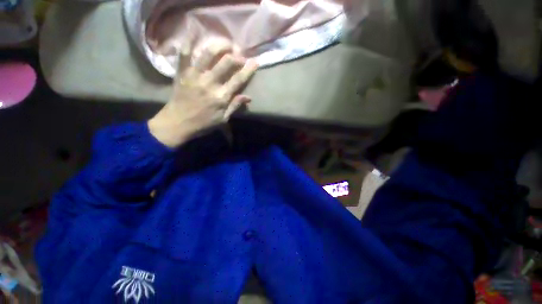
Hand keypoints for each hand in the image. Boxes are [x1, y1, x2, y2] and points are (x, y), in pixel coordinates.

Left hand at [148, 42, 257, 147]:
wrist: (177, 123)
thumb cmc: (203, 123)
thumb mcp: (223, 119)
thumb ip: (235, 106)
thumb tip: (248, 97)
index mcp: (221, 97)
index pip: (238, 79)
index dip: (248, 69)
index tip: (255, 61)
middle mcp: (209, 83)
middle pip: (226, 62)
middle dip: (236, 55)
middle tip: (240, 54)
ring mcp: (194, 76)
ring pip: (208, 54)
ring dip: (219, 45)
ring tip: (226, 43)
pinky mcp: (182, 73)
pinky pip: (184, 54)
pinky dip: (188, 41)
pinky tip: (194, 30)